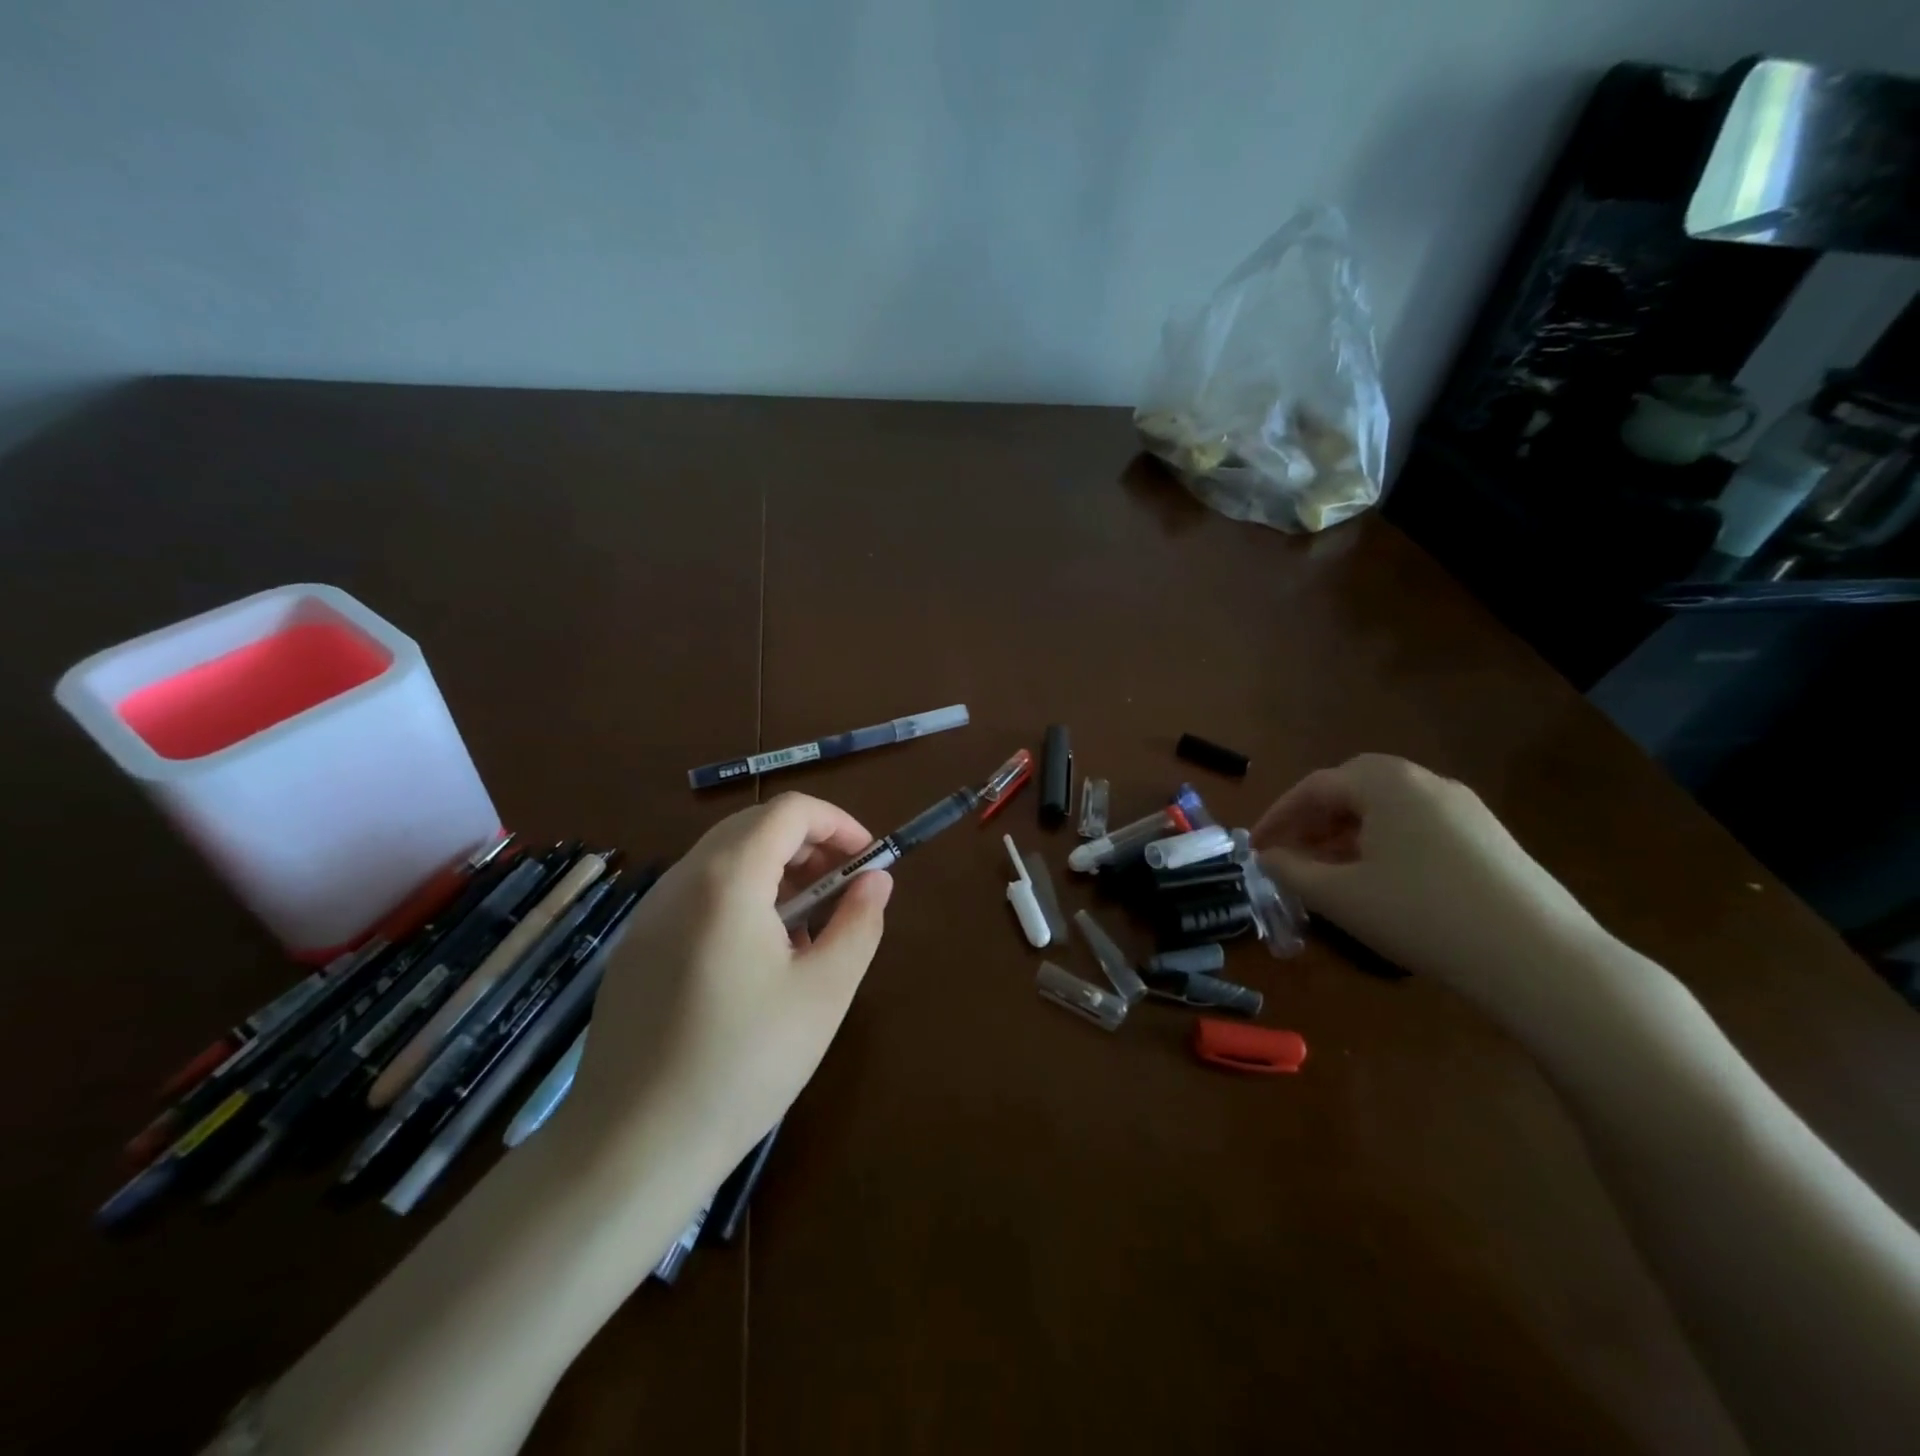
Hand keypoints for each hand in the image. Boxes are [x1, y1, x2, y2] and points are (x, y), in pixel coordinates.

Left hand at [559, 793, 891, 1184]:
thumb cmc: (744, 1064)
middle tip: (843, 889)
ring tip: (807, 929)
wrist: (632, 1148)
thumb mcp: (824, 993)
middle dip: (808, 844)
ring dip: (775, 871)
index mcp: (727, 880)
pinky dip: (740, 898)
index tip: (867, 861)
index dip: (837, 823)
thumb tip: (875, 880)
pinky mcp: (636, 948)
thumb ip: (858, 923)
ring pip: (723, 860)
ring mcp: (650, 915)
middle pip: (753, 826)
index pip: (789, 811)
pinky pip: (697, 895)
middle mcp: (681, 881)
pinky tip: (758, 959)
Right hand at [1253, 754, 1600, 1010]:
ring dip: (1348, 833)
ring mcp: (1465, 808)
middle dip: (1314, 819)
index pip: (1314, 788)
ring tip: (1330, 872)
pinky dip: (1385, 844)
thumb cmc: (1421, 915)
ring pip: (1388, 809)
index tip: (1255, 849)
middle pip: (1352, 789)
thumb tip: (1267, 857)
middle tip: (1292, 852)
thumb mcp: (1340, 896)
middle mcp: (1425, 781)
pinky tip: (1382, 883)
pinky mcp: (1490, 838)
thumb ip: (1291, 870)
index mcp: (1385, 783)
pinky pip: (1419, 827)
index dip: (1277, 817)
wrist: (1540, 958)